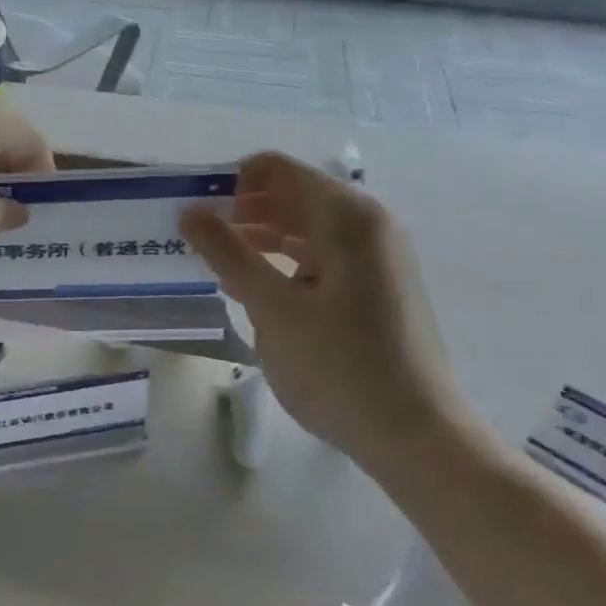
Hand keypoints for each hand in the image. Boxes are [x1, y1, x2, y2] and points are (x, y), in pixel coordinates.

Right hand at [179, 152, 467, 469]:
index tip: (198, 217)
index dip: (230, 184)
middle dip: (242, 212)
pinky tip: (258, 290)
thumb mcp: (272, 308)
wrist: (416, 436)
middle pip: (291, 194)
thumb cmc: (339, 367)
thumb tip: (189, 211)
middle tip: (200, 244)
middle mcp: (368, 223)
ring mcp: (378, 255)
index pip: (275, 169)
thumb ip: (227, 252)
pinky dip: (286, 261)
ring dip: (260, 238)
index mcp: (346, 216)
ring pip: (305, 226)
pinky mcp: (378, 285)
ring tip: (220, 268)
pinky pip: (322, 254)